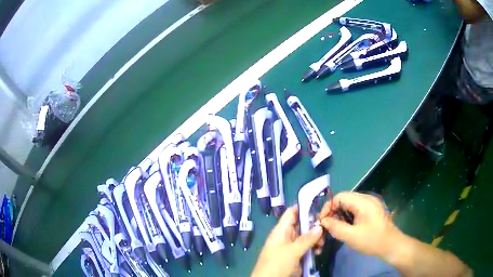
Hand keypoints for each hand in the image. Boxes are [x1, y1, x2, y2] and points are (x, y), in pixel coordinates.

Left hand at [251, 206, 323, 276]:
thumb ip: (306, 239)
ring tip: (321, 245)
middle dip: (314, 226)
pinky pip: (306, 247)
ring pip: (306, 237)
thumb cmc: (277, 264)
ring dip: (316, 239)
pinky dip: (313, 248)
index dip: (303, 208)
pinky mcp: (295, 256)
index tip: (319, 207)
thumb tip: (320, 226)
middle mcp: (287, 236)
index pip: (291, 213)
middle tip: (325, 231)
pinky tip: (318, 252)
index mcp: (281, 231)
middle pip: (302, 225)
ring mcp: (291, 247)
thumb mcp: (292, 251)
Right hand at [319, 192, 402, 258]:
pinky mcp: (372, 209)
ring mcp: (371, 203)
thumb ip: (335, 227)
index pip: (340, 197)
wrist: (391, 244)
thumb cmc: (372, 240)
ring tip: (335, 227)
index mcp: (363, 202)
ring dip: (340, 214)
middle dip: (333, 211)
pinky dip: (348, 215)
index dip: (328, 207)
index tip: (322, 221)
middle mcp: (367, 198)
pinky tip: (346, 226)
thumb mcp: (351, 236)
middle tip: (328, 226)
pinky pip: (356, 208)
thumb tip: (323, 221)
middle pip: (344, 199)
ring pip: (349, 204)